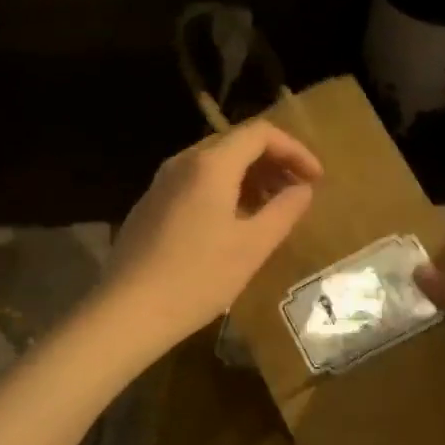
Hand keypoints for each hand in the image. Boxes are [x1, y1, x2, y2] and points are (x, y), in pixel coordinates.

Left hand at [100, 121, 322, 352]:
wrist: (128, 310)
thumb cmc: (198, 277)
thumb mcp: (252, 246)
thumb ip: (284, 211)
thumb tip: (303, 190)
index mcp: (210, 164)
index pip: (260, 134)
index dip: (295, 150)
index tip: (316, 179)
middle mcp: (182, 162)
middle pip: (236, 144)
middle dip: (273, 163)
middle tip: (298, 193)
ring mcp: (161, 183)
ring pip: (214, 164)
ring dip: (248, 178)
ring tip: (271, 210)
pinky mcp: (149, 205)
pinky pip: (194, 183)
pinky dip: (223, 191)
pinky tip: (232, 224)